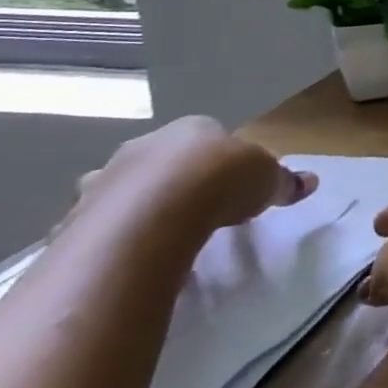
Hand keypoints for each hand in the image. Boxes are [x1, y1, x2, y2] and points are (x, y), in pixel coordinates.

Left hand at [75, 117, 317, 237]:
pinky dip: (110, 240)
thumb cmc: (220, 181)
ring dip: (134, 208)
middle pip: (160, 160)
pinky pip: (96, 227)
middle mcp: (143, 146)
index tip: (231, 185)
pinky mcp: (75, 218)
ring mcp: (103, 180)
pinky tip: (129, 257)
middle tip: (195, 209)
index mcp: (191, 129)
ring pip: (121, 190)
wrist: (153, 215)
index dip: (220, 161)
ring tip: (157, 237)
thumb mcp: (268, 180)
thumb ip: (285, 181)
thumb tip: (311, 181)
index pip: (207, 137)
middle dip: (173, 180)